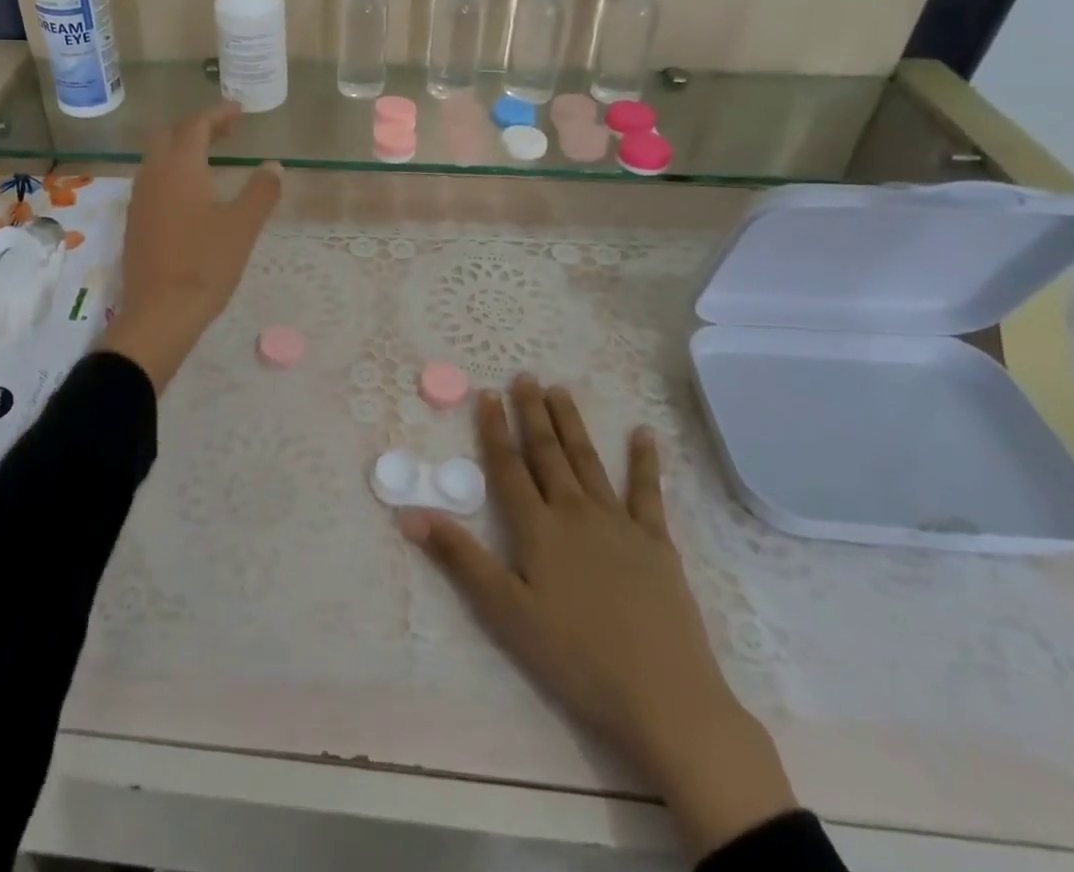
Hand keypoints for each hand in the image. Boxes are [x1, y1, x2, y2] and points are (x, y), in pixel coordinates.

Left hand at [100, 103, 281, 392]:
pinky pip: (152, 181)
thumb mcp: (243, 226)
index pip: (196, 125)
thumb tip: (273, 166)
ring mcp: (139, 200)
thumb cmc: (206, 264)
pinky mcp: (135, 222)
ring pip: (157, 158)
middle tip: (226, 132)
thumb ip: (261, 191)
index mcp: (180, 167)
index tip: (239, 111)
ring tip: (210, 159)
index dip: (218, 114)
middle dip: (197, 127)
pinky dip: (172, 172)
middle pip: (169, 134)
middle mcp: (153, 175)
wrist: (160, 313)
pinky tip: (190, 193)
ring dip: (181, 149)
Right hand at [399, 378, 798, 859]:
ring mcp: (619, 523)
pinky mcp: (656, 542)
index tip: (487, 394)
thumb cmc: (575, 657)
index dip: (495, 429)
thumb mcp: (505, 611)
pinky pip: (648, 491)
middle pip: (548, 453)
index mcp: (538, 528)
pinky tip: (643, 433)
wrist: (664, 697)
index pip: (509, 467)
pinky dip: (645, 460)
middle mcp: (575, 512)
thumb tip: (409, 515)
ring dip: (572, 423)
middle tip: (524, 377)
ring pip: (588, 460)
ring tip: (560, 389)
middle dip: (533, 413)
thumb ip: (459, 557)